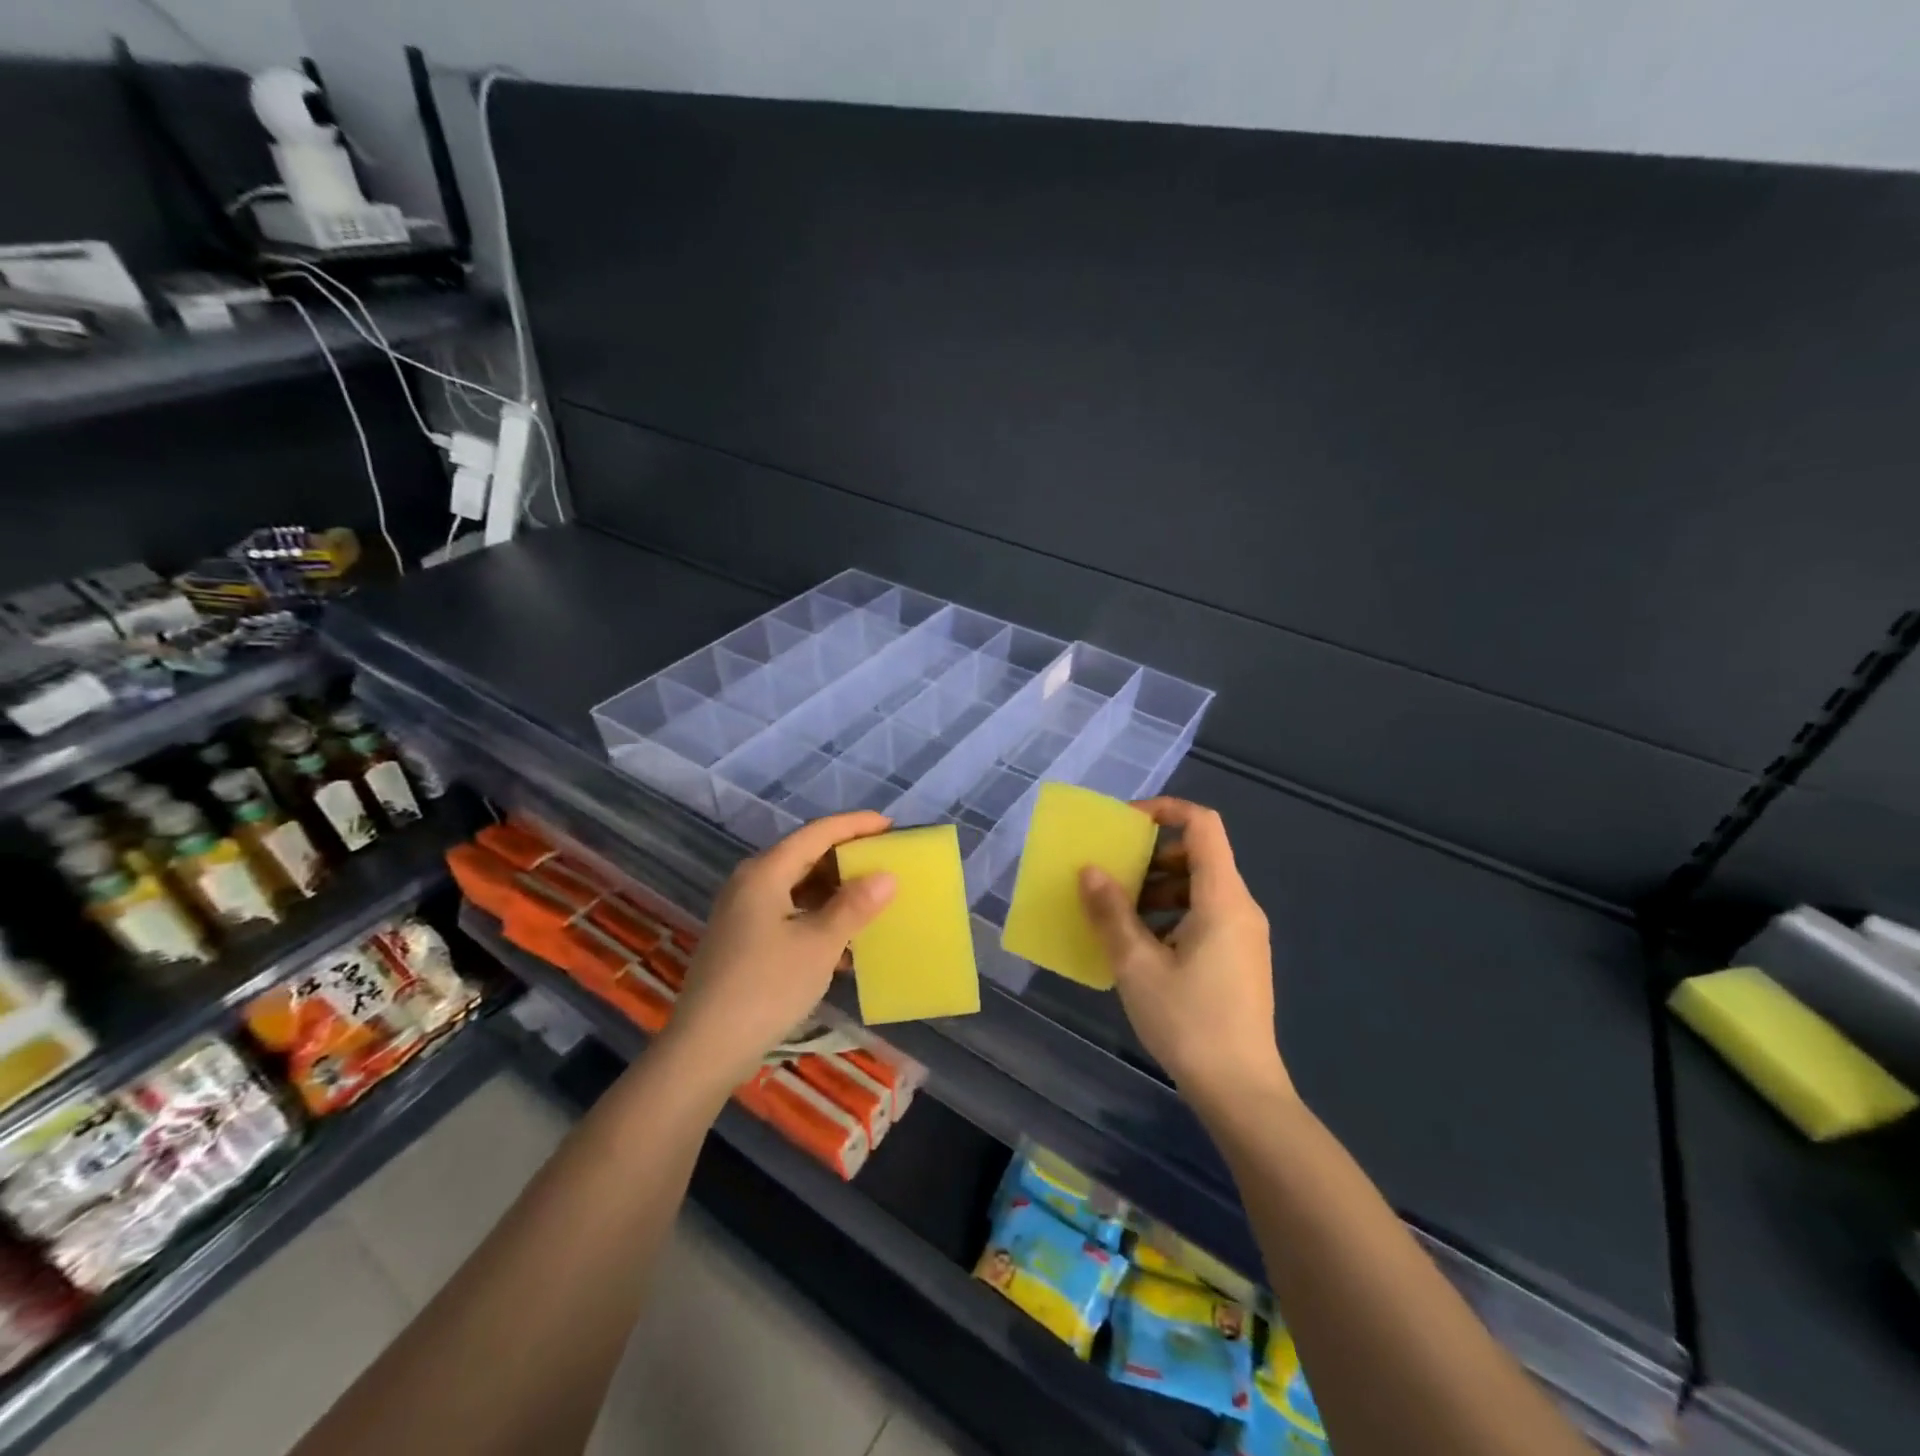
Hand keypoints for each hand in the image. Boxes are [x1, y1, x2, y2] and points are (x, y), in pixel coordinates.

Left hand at [666, 813, 896, 1088]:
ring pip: (797, 887)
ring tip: (872, 902)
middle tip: (885, 864)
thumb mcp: (819, 944)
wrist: (706, 1049)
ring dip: (834, 893)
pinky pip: (788, 913)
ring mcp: (743, 912)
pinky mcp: (743, 940)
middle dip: (846, 859)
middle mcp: (750, 883)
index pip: (817, 833)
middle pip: (805, 856)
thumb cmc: (766, 987)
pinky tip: (844, 942)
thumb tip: (886, 876)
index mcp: (765, 872)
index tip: (890, 826)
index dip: (855, 825)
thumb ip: (854, 906)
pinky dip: (817, 918)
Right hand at [1079, 798, 1290, 1107]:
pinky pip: (1205, 916)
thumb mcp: (1137, 965)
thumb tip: (1089, 870)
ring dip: (1158, 889)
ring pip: (1200, 888)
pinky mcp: (1241, 959)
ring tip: (1119, 916)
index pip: (1202, 825)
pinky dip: (1172, 915)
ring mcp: (1245, 935)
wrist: (1241, 1091)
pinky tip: (1142, 948)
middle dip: (1152, 856)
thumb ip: (1111, 912)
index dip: (1164, 810)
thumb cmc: (1188, 1021)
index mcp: (1223, 898)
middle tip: (1114, 876)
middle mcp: (1241, 907)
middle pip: (1199, 855)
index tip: (1125, 824)